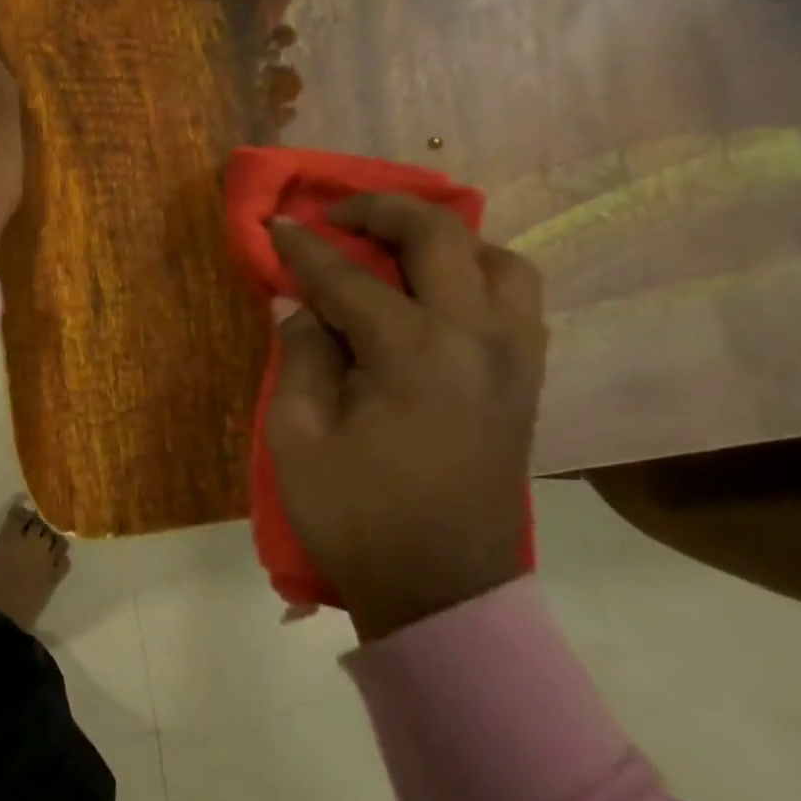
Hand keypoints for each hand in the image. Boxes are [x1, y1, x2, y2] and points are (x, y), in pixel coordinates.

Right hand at [265, 195, 547, 640]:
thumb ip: (301, 355)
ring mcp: (513, 358)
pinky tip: (438, 295)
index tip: (274, 224)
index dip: (303, 248)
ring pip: (498, 260)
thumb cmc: (356, 515)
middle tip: (337, 215)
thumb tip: (300, 304)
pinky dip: (478, 276)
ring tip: (398, 250)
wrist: (441, 589)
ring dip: (445, 239)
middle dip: (382, 211)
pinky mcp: (526, 381)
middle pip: (440, 238)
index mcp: (414, 352)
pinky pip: (516, 300)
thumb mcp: (298, 436)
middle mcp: (477, 338)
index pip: (348, 277)